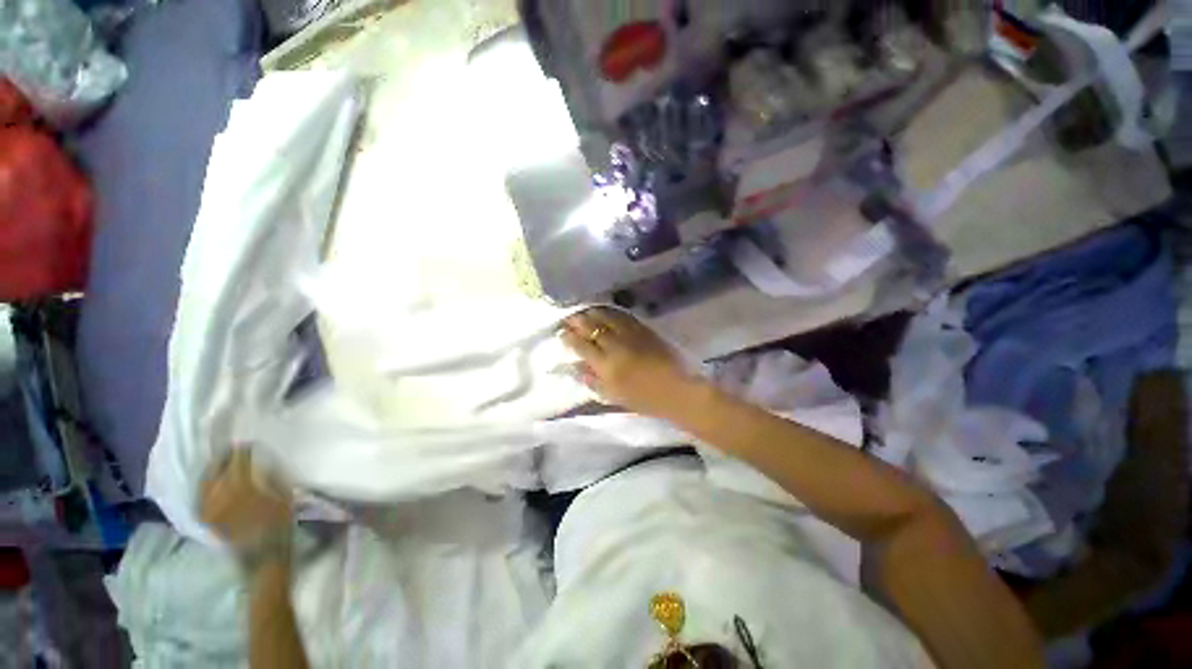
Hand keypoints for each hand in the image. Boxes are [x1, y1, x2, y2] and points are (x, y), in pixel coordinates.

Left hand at [200, 449, 292, 566]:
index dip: (242, 450)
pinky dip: (204, 488)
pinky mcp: (205, 520)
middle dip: (223, 458)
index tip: (247, 443)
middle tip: (230, 450)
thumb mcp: (284, 497)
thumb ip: (271, 477)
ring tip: (218, 465)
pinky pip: (200, 498)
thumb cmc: (280, 524)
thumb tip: (264, 461)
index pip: (238, 461)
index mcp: (243, 486)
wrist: (263, 557)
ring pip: (204, 483)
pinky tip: (209, 486)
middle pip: (216, 470)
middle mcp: (221, 495)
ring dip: (211, 472)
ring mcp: (210, 508)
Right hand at [559, 308, 702, 418]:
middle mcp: (615, 346)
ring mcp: (631, 335)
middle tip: (569, 317)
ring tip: (584, 310)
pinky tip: (606, 310)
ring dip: (592, 312)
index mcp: (606, 366)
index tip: (562, 333)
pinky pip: (623, 315)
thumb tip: (576, 367)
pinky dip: (611, 311)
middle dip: (577, 320)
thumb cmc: (645, 400)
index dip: (569, 338)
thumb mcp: (614, 396)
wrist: (678, 390)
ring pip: (606, 317)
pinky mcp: (644, 329)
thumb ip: (593, 381)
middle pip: (591, 327)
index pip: (581, 346)